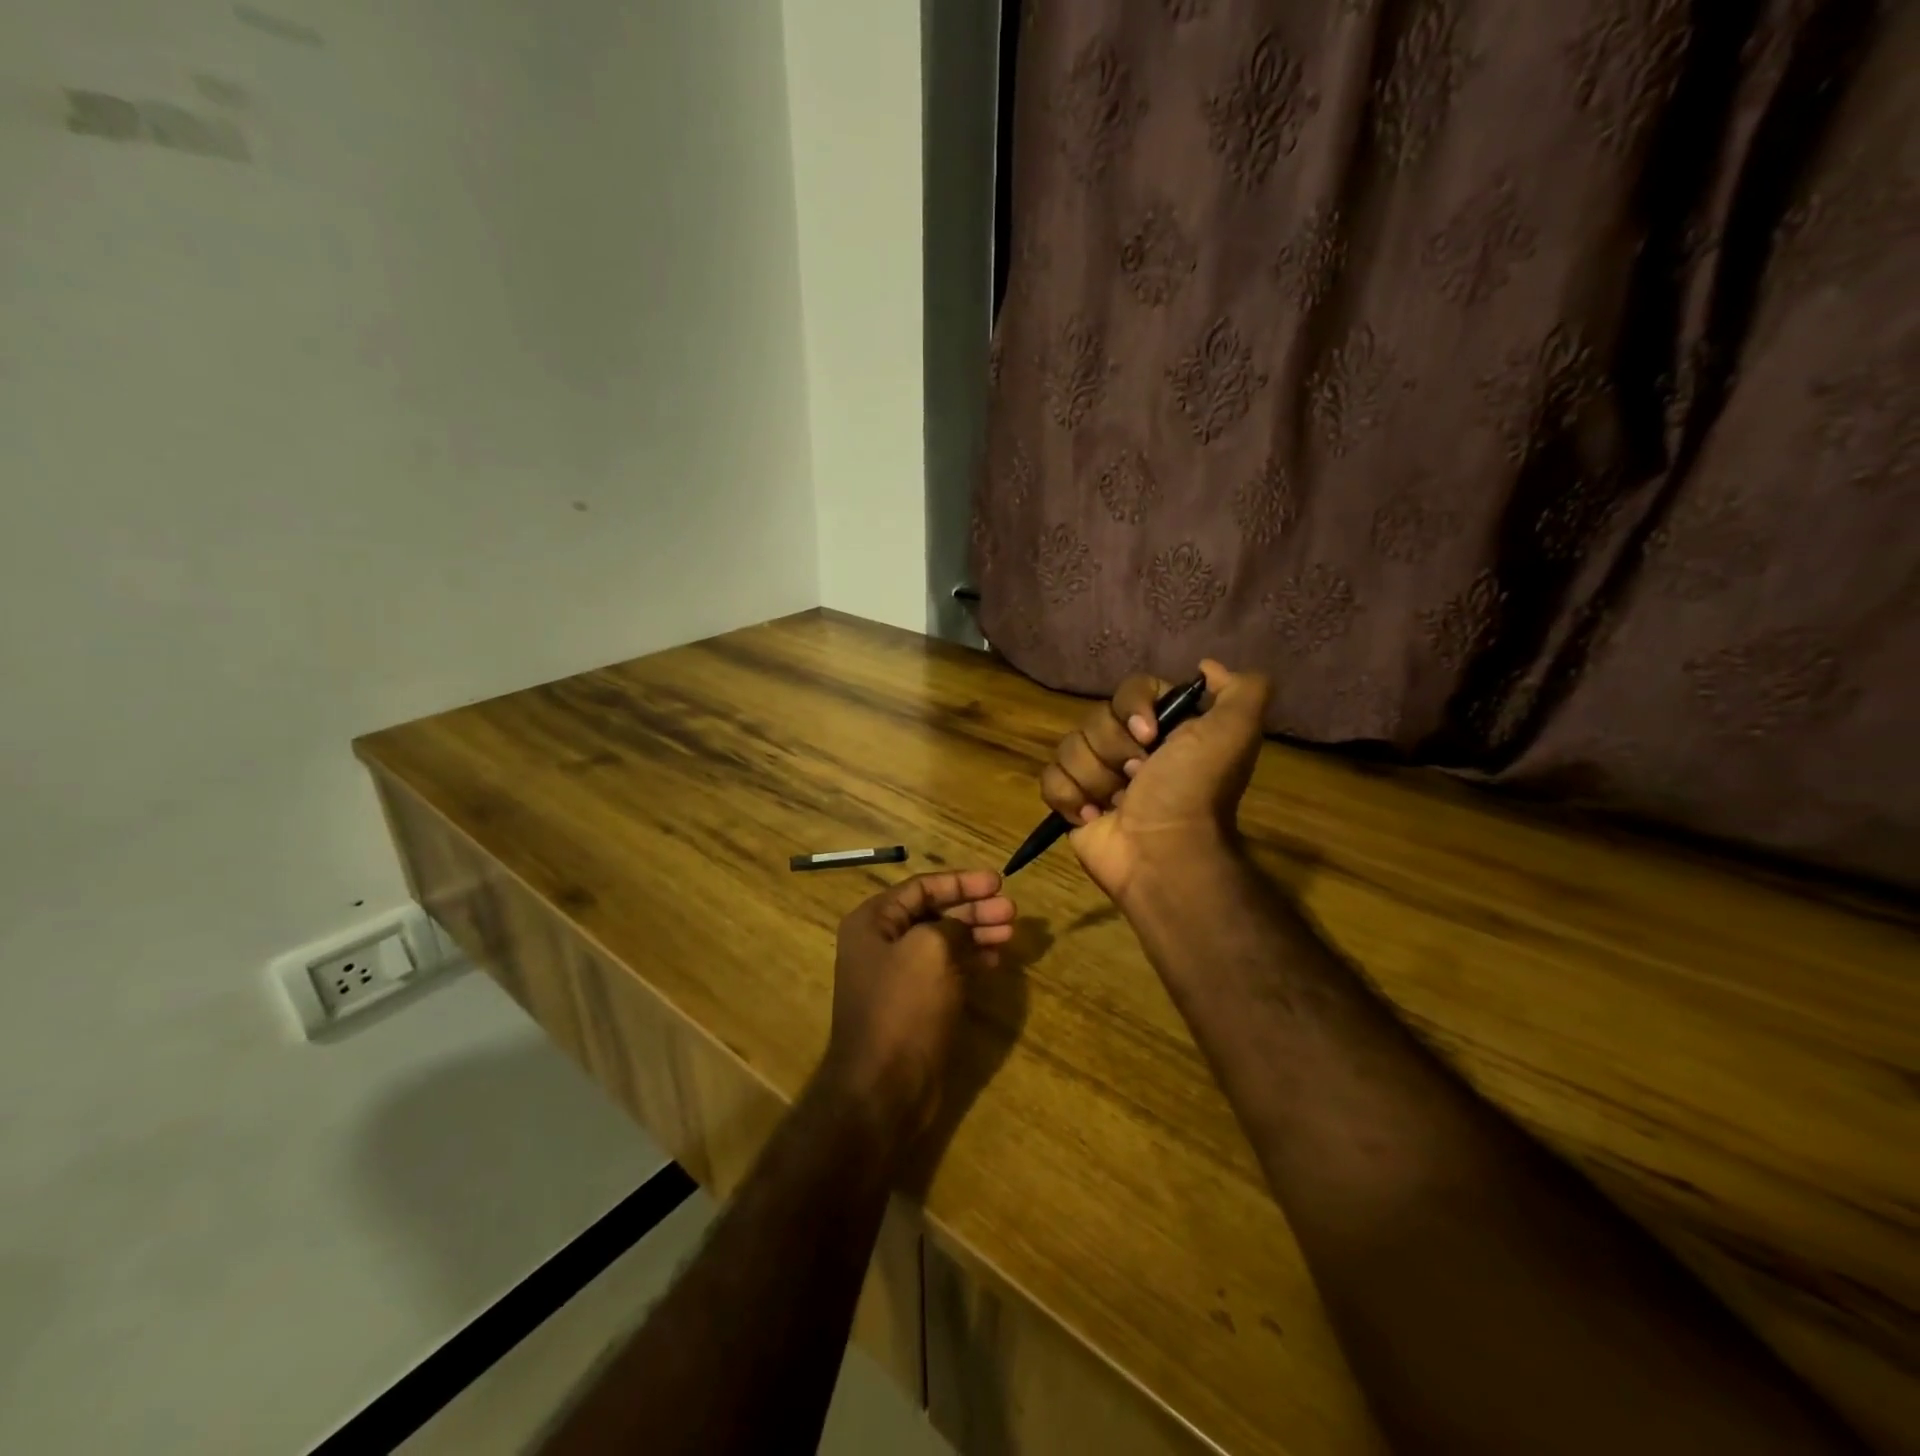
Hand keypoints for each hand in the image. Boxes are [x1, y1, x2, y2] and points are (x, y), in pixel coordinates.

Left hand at [822, 870, 1016, 1136]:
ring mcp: (898, 975)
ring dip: (976, 932)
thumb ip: (951, 925)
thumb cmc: (903, 1008)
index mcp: (873, 922)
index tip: (998, 882)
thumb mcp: (930, 949)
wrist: (883, 1088)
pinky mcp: (915, 1003)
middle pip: (934, 912)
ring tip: (1010, 932)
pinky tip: (995, 959)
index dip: (962, 882)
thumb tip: (963, 926)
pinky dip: (970, 960)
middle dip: (974, 908)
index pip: (922, 887)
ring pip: (943, 941)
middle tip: (1011, 912)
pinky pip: (945, 969)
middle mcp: (881, 943)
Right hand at [1040, 660, 1270, 903]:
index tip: (1149, 735)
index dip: (1132, 708)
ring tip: (1117, 804)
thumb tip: (1206, 666)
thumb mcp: (1235, 732)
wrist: (1163, 854)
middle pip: (1095, 719)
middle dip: (1114, 751)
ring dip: (1095, 779)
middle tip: (1138, 778)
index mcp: (1164, 727)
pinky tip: (1094, 817)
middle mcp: (1129, 747)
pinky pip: (1050, 779)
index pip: (1129, 690)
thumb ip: (1241, 689)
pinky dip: (1070, 798)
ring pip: (1069, 748)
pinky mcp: (1072, 803)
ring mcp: (1097, 775)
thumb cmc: (1193, 791)